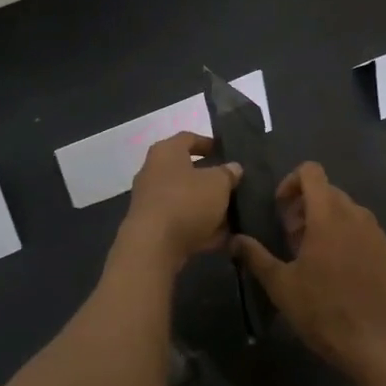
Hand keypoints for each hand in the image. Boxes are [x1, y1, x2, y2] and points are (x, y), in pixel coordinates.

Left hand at [123, 133, 241, 262]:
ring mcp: (151, 202)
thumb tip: (233, 168)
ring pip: (186, 199)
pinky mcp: (153, 228)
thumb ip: (228, 173)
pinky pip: (182, 223)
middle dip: (211, 179)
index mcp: (166, 152)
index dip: (208, 143)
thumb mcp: (218, 183)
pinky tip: (224, 237)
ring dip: (208, 206)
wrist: (153, 248)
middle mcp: (154, 173)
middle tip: (233, 184)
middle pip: (187, 171)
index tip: (226, 152)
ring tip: (234, 213)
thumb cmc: (186, 202)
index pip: (188, 138)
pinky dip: (201, 228)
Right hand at [231, 163, 385, 378]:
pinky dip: (349, 238)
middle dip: (306, 207)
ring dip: (328, 222)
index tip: (281, 210)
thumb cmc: (322, 309)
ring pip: (348, 211)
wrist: (374, 342)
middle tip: (293, 239)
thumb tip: (235, 240)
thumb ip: (256, 256)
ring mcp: (377, 232)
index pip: (311, 171)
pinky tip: (341, 271)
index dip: (292, 182)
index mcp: (327, 214)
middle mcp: (356, 214)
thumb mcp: (280, 285)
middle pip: (328, 191)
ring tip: (316, 257)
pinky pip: (365, 231)